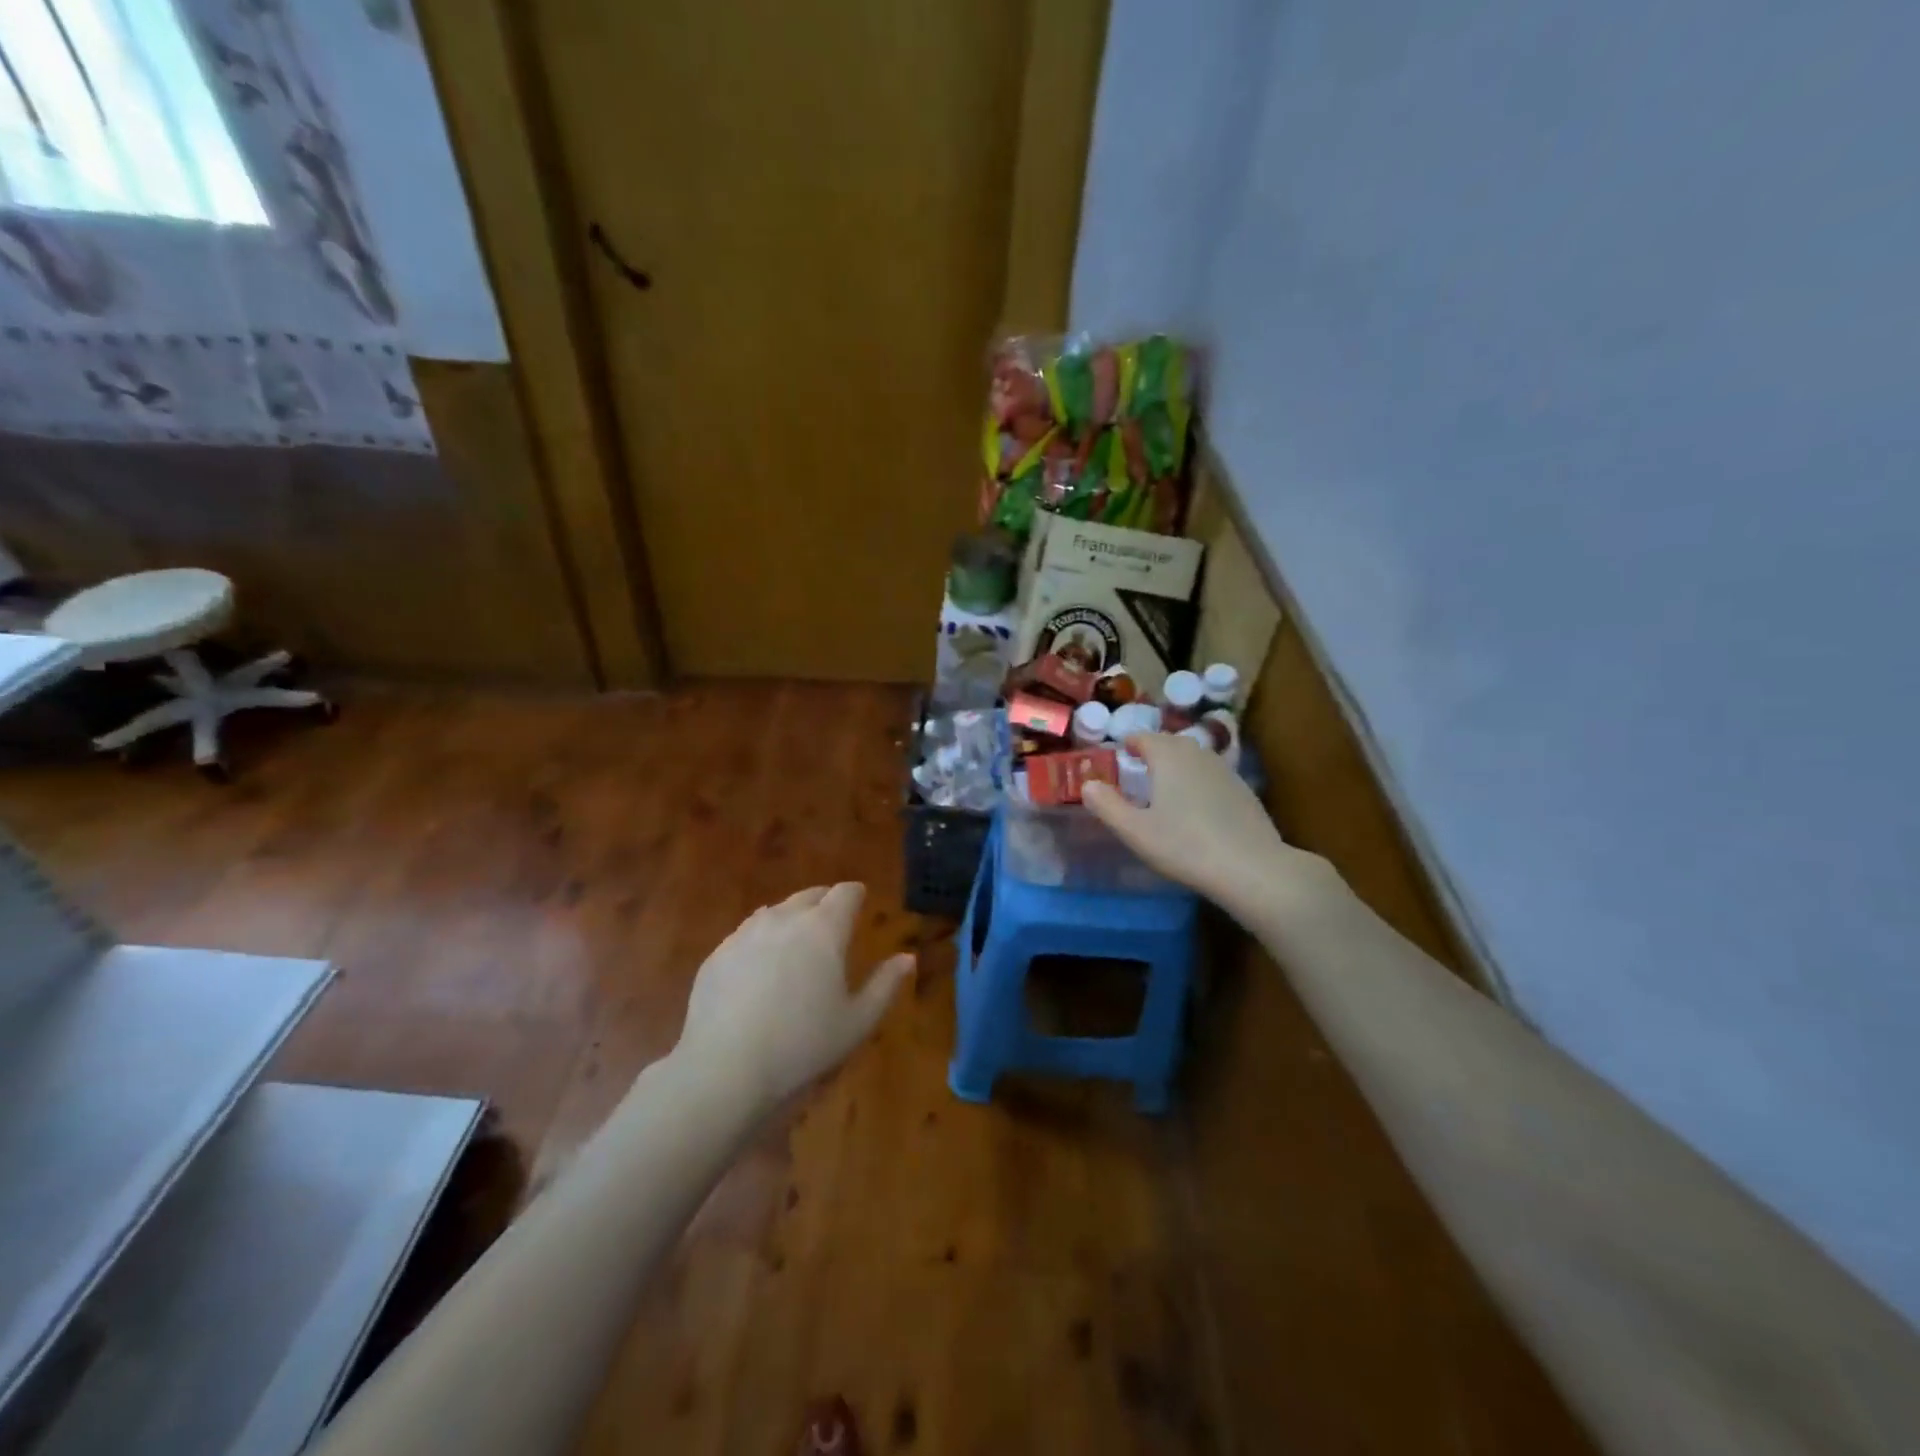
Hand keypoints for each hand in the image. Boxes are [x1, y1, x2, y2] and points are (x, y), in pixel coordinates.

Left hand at [675, 882, 913, 1108]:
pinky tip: (760, 968)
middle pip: (809, 895)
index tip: (861, 900)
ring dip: (791, 918)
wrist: (724, 1068)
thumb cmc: (802, 1045)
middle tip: (833, 922)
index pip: (845, 893)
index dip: (855, 894)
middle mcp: (785, 919)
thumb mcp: (857, 1022)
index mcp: (824, 929)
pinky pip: (746, 934)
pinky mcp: (718, 954)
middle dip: (825, 902)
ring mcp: (746, 933)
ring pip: (776, 912)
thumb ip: (885, 985)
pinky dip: (761, 940)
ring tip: (797, 942)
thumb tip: (907, 958)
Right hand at [1082, 732, 1334, 921]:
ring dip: (1176, 765)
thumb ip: (1107, 805)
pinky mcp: (1243, 789)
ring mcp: (1225, 769)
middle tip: (1137, 772)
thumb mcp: (1135, 831)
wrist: (1251, 867)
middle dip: (1152, 752)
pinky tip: (1195, 807)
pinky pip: (1211, 774)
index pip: (1143, 737)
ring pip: (1193, 757)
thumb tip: (1087, 785)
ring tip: (1164, 788)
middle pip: (1170, 743)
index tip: (1118, 758)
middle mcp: (1197, 753)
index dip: (1128, 744)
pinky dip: (1197, 781)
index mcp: (1168, 756)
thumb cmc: (1185, 845)